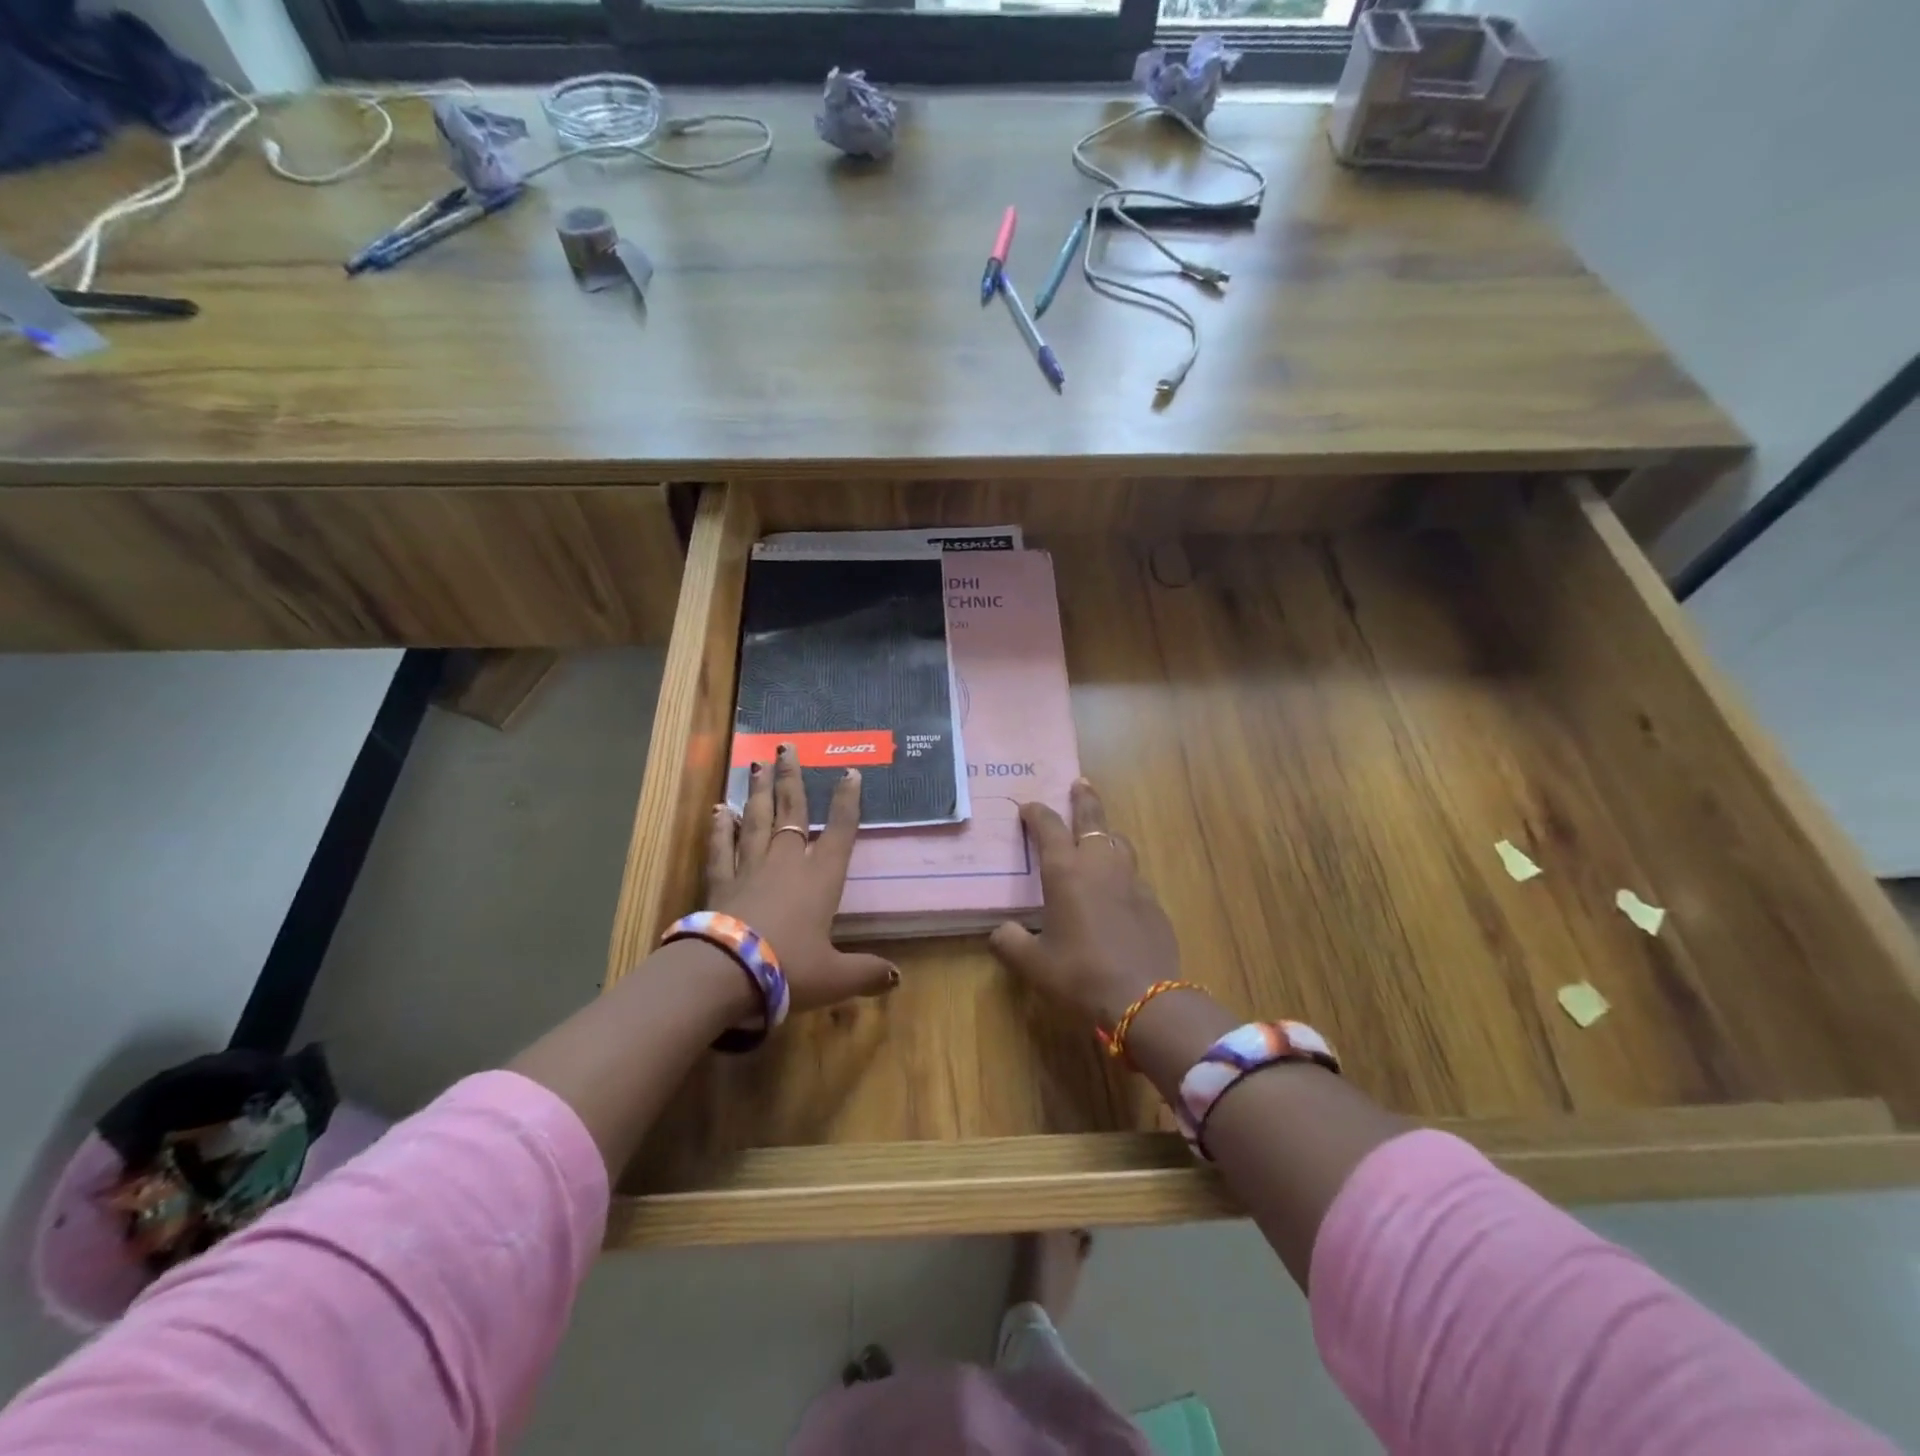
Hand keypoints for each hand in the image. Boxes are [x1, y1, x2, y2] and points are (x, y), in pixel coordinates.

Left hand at [706, 743, 898, 1014]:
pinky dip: (720, 827)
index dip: (847, 802)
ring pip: (756, 821)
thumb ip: (865, 973)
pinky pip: (721, 847)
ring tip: (758, 764)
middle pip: (792, 812)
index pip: (839, 831)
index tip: (850, 772)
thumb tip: (895, 979)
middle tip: (788, 748)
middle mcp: (787, 863)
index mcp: (821, 878)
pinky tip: (720, 809)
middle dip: (793, 779)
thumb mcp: (835, 977)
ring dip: (759, 792)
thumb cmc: (789, 969)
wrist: (727, 973)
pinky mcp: (721, 882)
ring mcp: (750, 868)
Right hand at [988, 779, 1180, 1027]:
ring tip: (1098, 835)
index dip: (1037, 814)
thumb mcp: (1033, 965)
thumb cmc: (1079, 977)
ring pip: (1119, 843)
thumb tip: (1002, 932)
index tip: (1028, 807)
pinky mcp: (1154, 904)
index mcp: (1066, 872)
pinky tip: (1117, 893)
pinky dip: (1121, 873)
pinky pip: (1133, 877)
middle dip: (1084, 799)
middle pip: (1093, 820)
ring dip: (1106, 833)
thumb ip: (1010, 943)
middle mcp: (1100, 866)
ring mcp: (1132, 883)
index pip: (1048, 828)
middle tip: (1080, 783)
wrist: (1144, 1002)